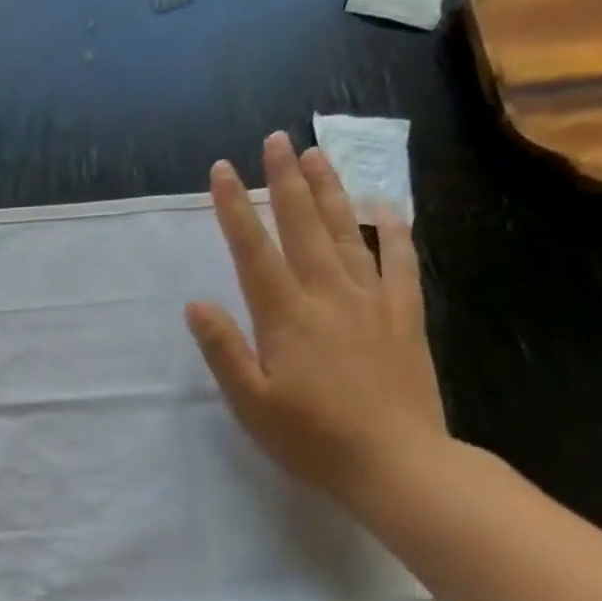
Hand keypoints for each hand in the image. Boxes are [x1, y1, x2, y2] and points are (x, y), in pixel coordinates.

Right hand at [186, 132, 448, 508]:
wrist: (393, 460)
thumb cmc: (310, 438)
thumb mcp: (250, 403)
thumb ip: (224, 351)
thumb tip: (196, 304)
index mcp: (285, 318)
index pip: (254, 251)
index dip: (234, 209)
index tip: (220, 171)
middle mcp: (328, 296)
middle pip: (303, 227)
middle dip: (284, 182)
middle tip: (275, 140)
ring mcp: (372, 301)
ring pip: (348, 232)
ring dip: (330, 191)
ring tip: (317, 155)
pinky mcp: (404, 315)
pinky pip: (400, 260)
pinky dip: (392, 229)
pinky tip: (386, 207)